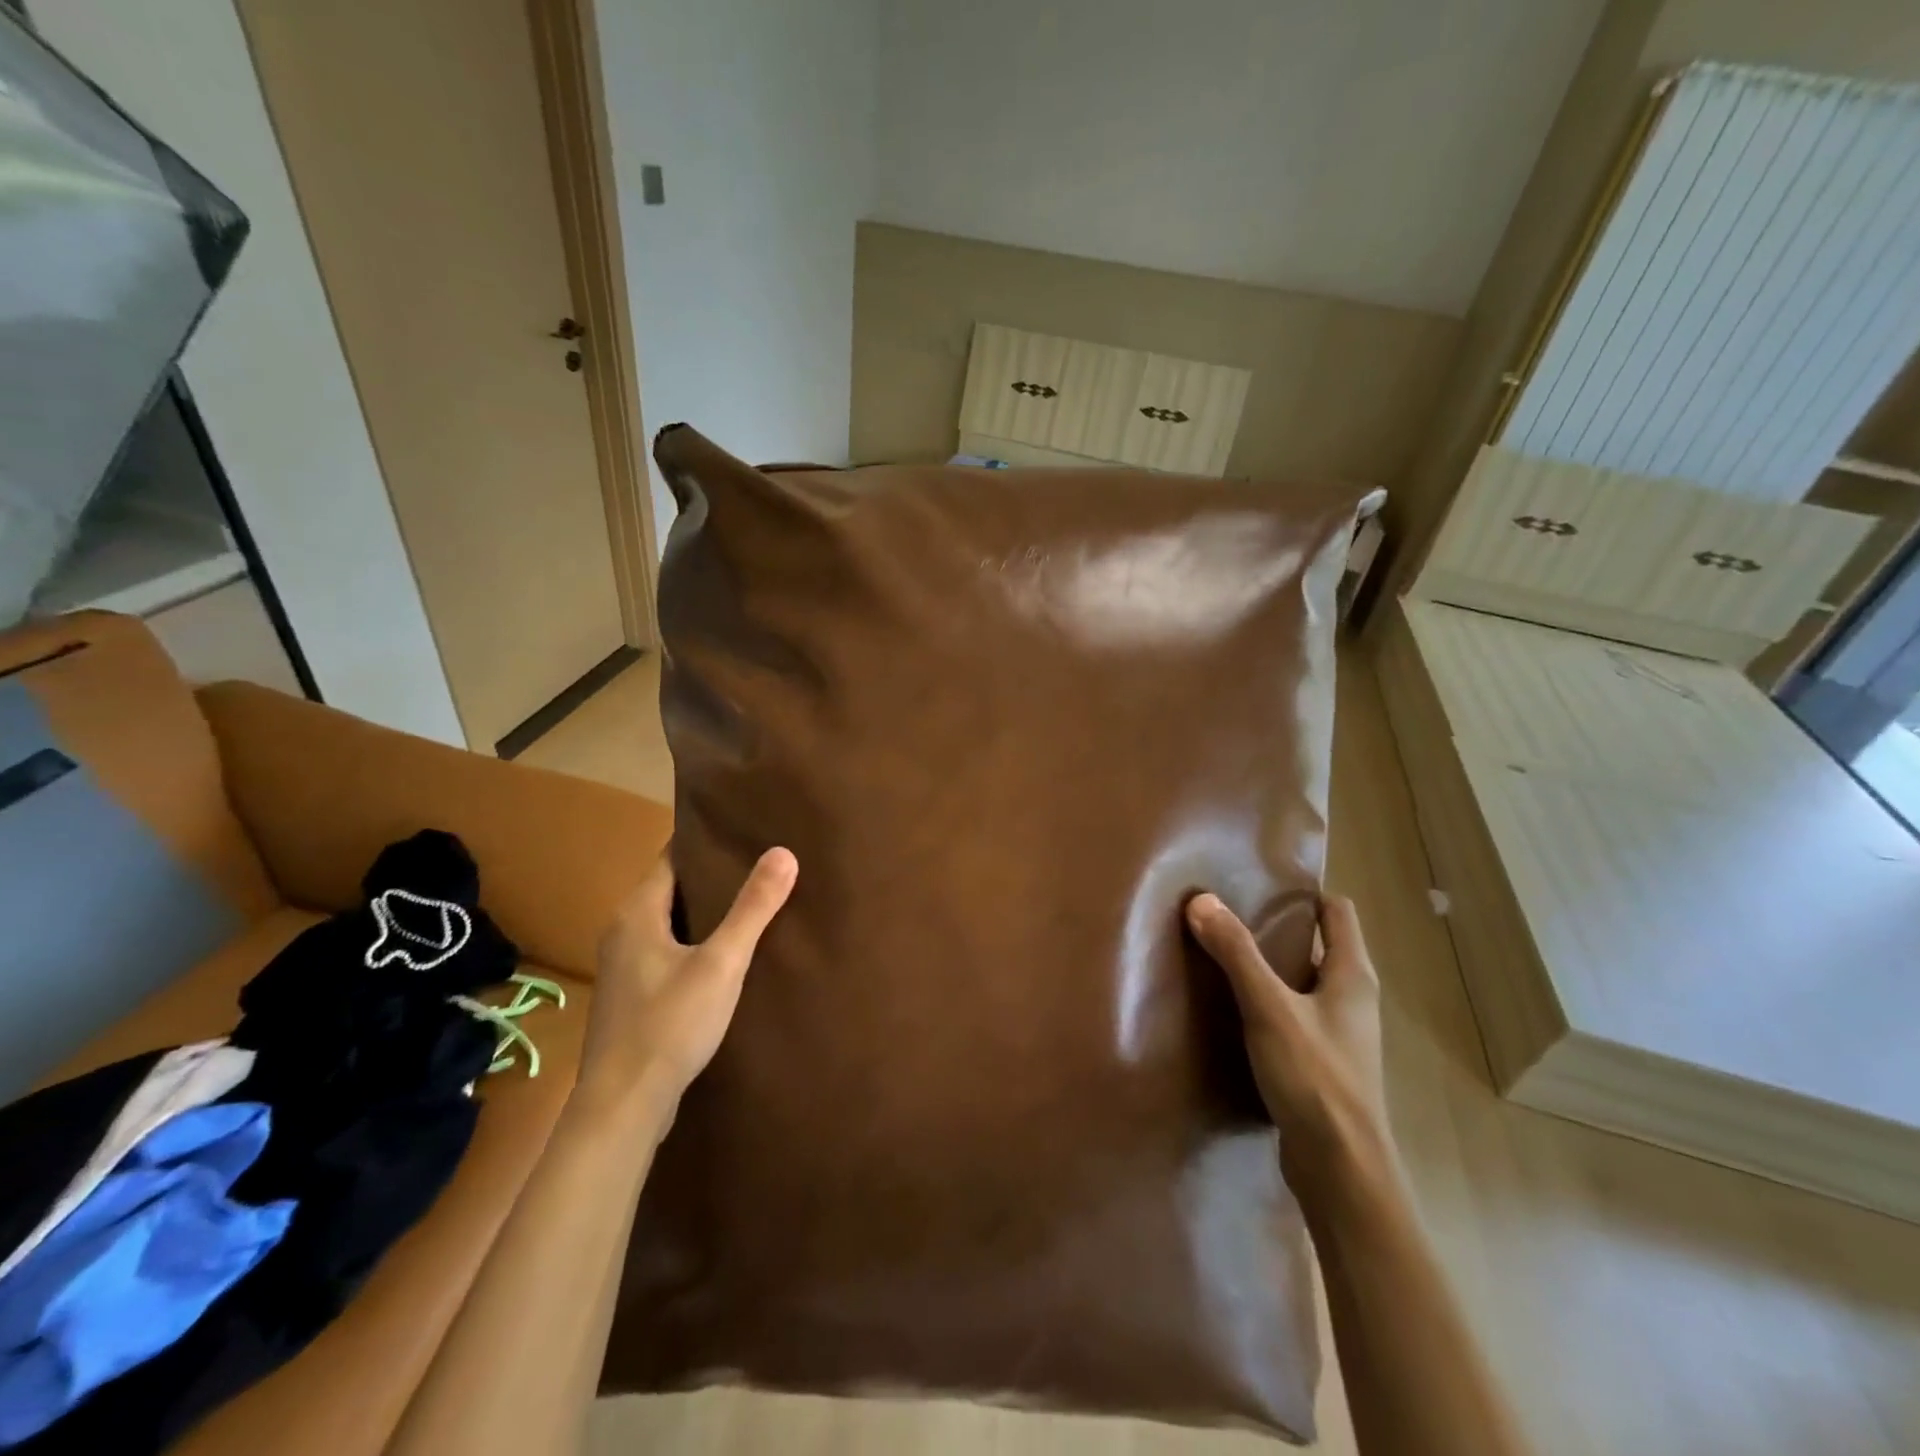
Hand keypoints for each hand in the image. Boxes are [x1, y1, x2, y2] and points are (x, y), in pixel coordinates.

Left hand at [580, 847, 797, 1116]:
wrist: (623, 1106)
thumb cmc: (670, 1024)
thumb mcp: (722, 962)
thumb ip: (753, 907)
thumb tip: (783, 852)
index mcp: (636, 912)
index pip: (672, 857)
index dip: (707, 842)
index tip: (745, 831)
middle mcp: (622, 931)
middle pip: (671, 888)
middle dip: (712, 877)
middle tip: (760, 864)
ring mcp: (623, 966)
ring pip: (669, 922)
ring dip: (704, 912)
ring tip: (751, 904)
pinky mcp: (631, 996)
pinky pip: (666, 951)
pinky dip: (694, 942)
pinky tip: (725, 955)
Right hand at [1186, 892, 1393, 1195]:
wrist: (1341, 1169)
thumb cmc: (1315, 1078)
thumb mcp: (1269, 1008)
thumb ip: (1236, 953)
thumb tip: (1201, 899)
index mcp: (1352, 976)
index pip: (1338, 913)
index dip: (1304, 894)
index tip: (1259, 883)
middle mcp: (1352, 999)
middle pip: (1318, 945)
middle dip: (1276, 927)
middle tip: (1227, 913)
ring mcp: (1339, 1034)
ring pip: (1302, 982)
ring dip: (1269, 967)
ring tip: (1220, 954)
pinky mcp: (1321, 1063)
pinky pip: (1293, 1014)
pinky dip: (1267, 1002)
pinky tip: (1231, 1008)